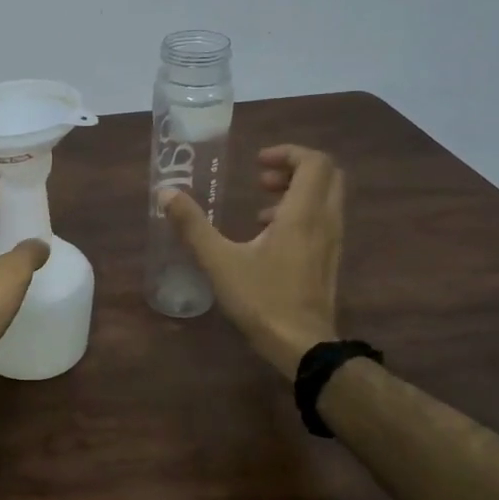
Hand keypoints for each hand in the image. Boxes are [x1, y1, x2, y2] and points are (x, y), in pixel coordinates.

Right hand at [163, 144, 342, 369]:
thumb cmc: (262, 299)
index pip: (315, 162)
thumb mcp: (219, 261)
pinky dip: (300, 214)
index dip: (288, 153)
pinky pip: (322, 220)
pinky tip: (268, 237)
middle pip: (326, 175)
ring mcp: (332, 242)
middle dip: (294, 168)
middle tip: (261, 177)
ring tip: (259, 207)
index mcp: (303, 214)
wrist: (302, 346)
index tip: (257, 162)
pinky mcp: (330, 260)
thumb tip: (166, 193)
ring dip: (296, 191)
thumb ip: (192, 225)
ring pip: (326, 198)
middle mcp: (325, 221)